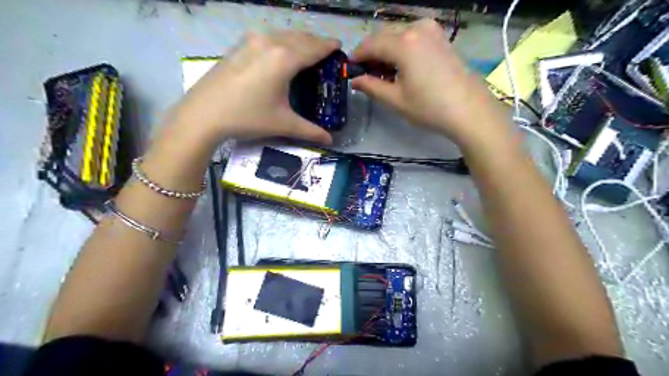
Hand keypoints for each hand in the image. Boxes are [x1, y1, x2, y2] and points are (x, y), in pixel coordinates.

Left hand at [170, 29, 341, 143]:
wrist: (203, 114)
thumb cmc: (248, 117)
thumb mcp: (283, 124)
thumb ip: (310, 130)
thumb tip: (330, 140)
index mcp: (285, 58)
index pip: (315, 48)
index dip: (329, 46)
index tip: (340, 47)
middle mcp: (270, 42)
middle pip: (301, 37)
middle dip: (316, 42)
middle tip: (327, 53)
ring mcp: (252, 40)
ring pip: (284, 35)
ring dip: (299, 41)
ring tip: (307, 53)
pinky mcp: (240, 45)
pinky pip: (269, 37)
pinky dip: (282, 42)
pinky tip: (281, 54)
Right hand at [351, 18, 513, 147]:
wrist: (469, 110)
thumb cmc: (430, 107)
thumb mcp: (396, 100)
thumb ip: (371, 86)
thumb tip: (355, 80)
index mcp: (403, 43)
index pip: (370, 44)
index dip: (357, 56)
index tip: (349, 69)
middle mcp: (417, 28)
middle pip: (383, 35)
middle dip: (371, 52)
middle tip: (365, 74)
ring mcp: (431, 29)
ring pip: (397, 33)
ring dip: (385, 49)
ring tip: (383, 73)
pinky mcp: (440, 36)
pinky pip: (411, 35)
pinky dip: (400, 47)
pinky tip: (400, 65)